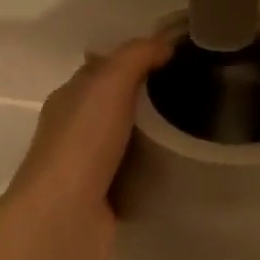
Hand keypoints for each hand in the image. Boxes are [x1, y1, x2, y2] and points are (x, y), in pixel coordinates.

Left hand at [3, 37, 172, 259]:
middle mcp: (74, 130)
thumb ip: (135, 57)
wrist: (66, 216)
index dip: (134, 59)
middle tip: (193, 92)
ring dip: (151, 134)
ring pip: (124, 140)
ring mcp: (87, 166)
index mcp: (69, 98)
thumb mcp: (109, 84)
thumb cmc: (83, 143)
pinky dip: (151, 167)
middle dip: (147, 97)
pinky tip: (178, 164)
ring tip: (194, 126)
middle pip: (114, 104)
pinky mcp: (104, 198)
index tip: (175, 57)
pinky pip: (132, 173)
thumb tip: (164, 43)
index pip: (102, 69)